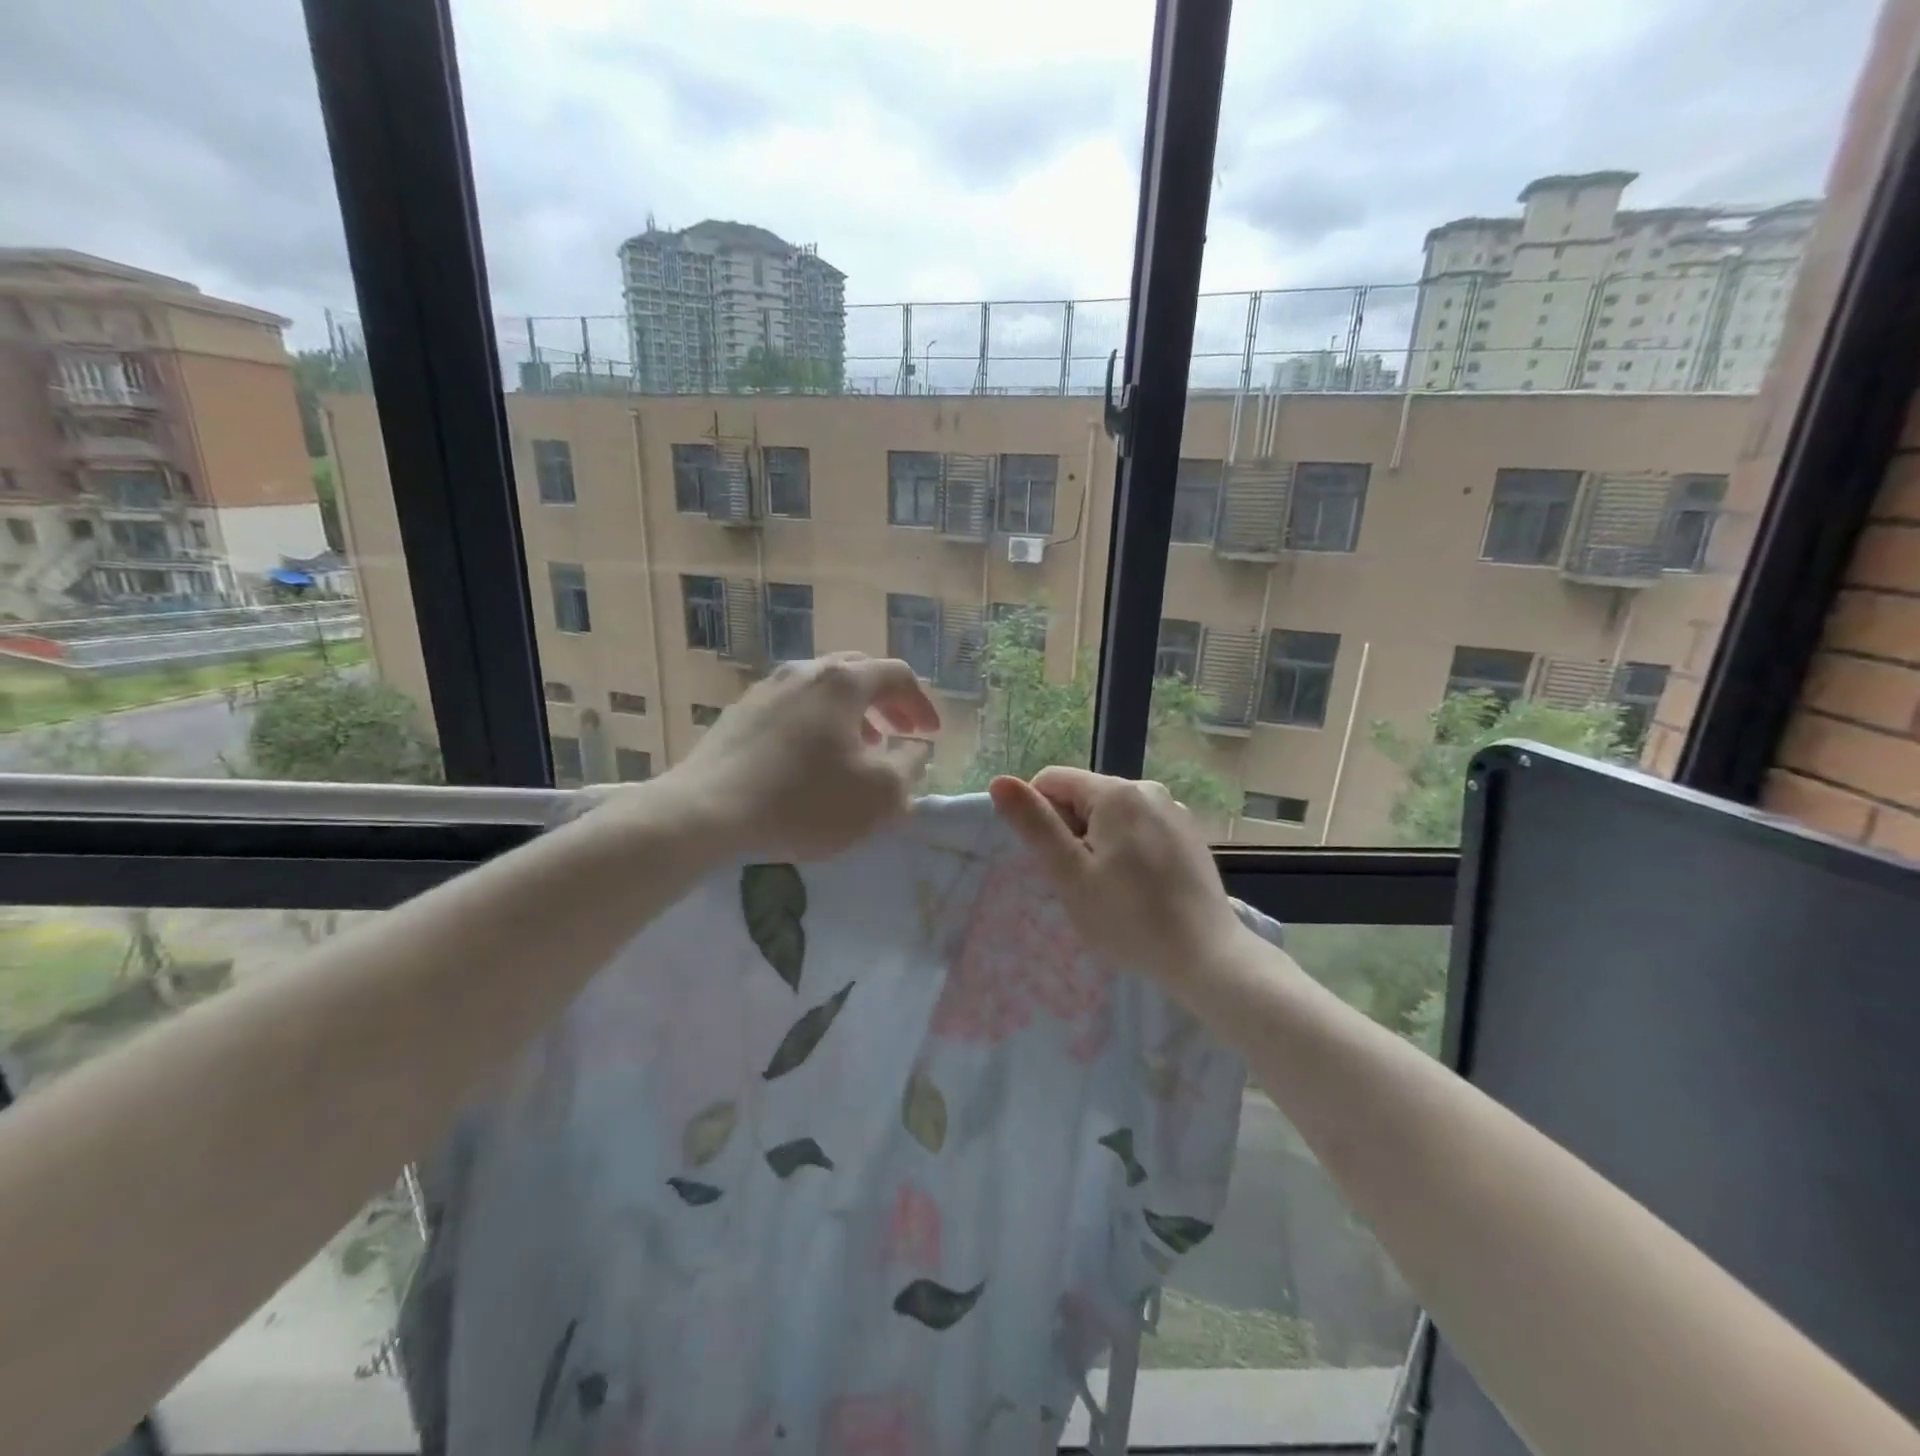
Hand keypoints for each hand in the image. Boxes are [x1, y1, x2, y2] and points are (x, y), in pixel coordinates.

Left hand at [658, 653, 938, 859]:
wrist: (707, 812)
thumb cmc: (805, 801)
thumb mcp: (879, 794)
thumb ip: (909, 765)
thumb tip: (914, 747)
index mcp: (843, 682)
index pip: (897, 675)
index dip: (921, 703)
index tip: (931, 735)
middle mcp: (804, 672)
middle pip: (858, 672)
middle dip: (886, 701)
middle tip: (899, 732)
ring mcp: (766, 689)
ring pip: (822, 688)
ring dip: (851, 713)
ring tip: (859, 747)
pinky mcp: (739, 713)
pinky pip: (792, 707)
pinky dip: (817, 723)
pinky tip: (811, 759)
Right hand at [989, 767, 1246, 986]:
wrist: (1207, 956)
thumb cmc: (1129, 918)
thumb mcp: (1070, 873)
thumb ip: (1035, 824)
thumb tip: (999, 781)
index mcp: (1116, 792)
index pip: (1052, 780)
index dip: (1038, 817)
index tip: (1051, 860)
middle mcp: (1148, 789)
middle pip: (1084, 796)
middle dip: (1071, 832)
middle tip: (1080, 882)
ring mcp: (1174, 811)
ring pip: (1112, 815)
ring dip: (1098, 842)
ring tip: (1111, 889)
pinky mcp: (1190, 834)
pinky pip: (1140, 829)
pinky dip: (1127, 850)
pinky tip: (1139, 888)